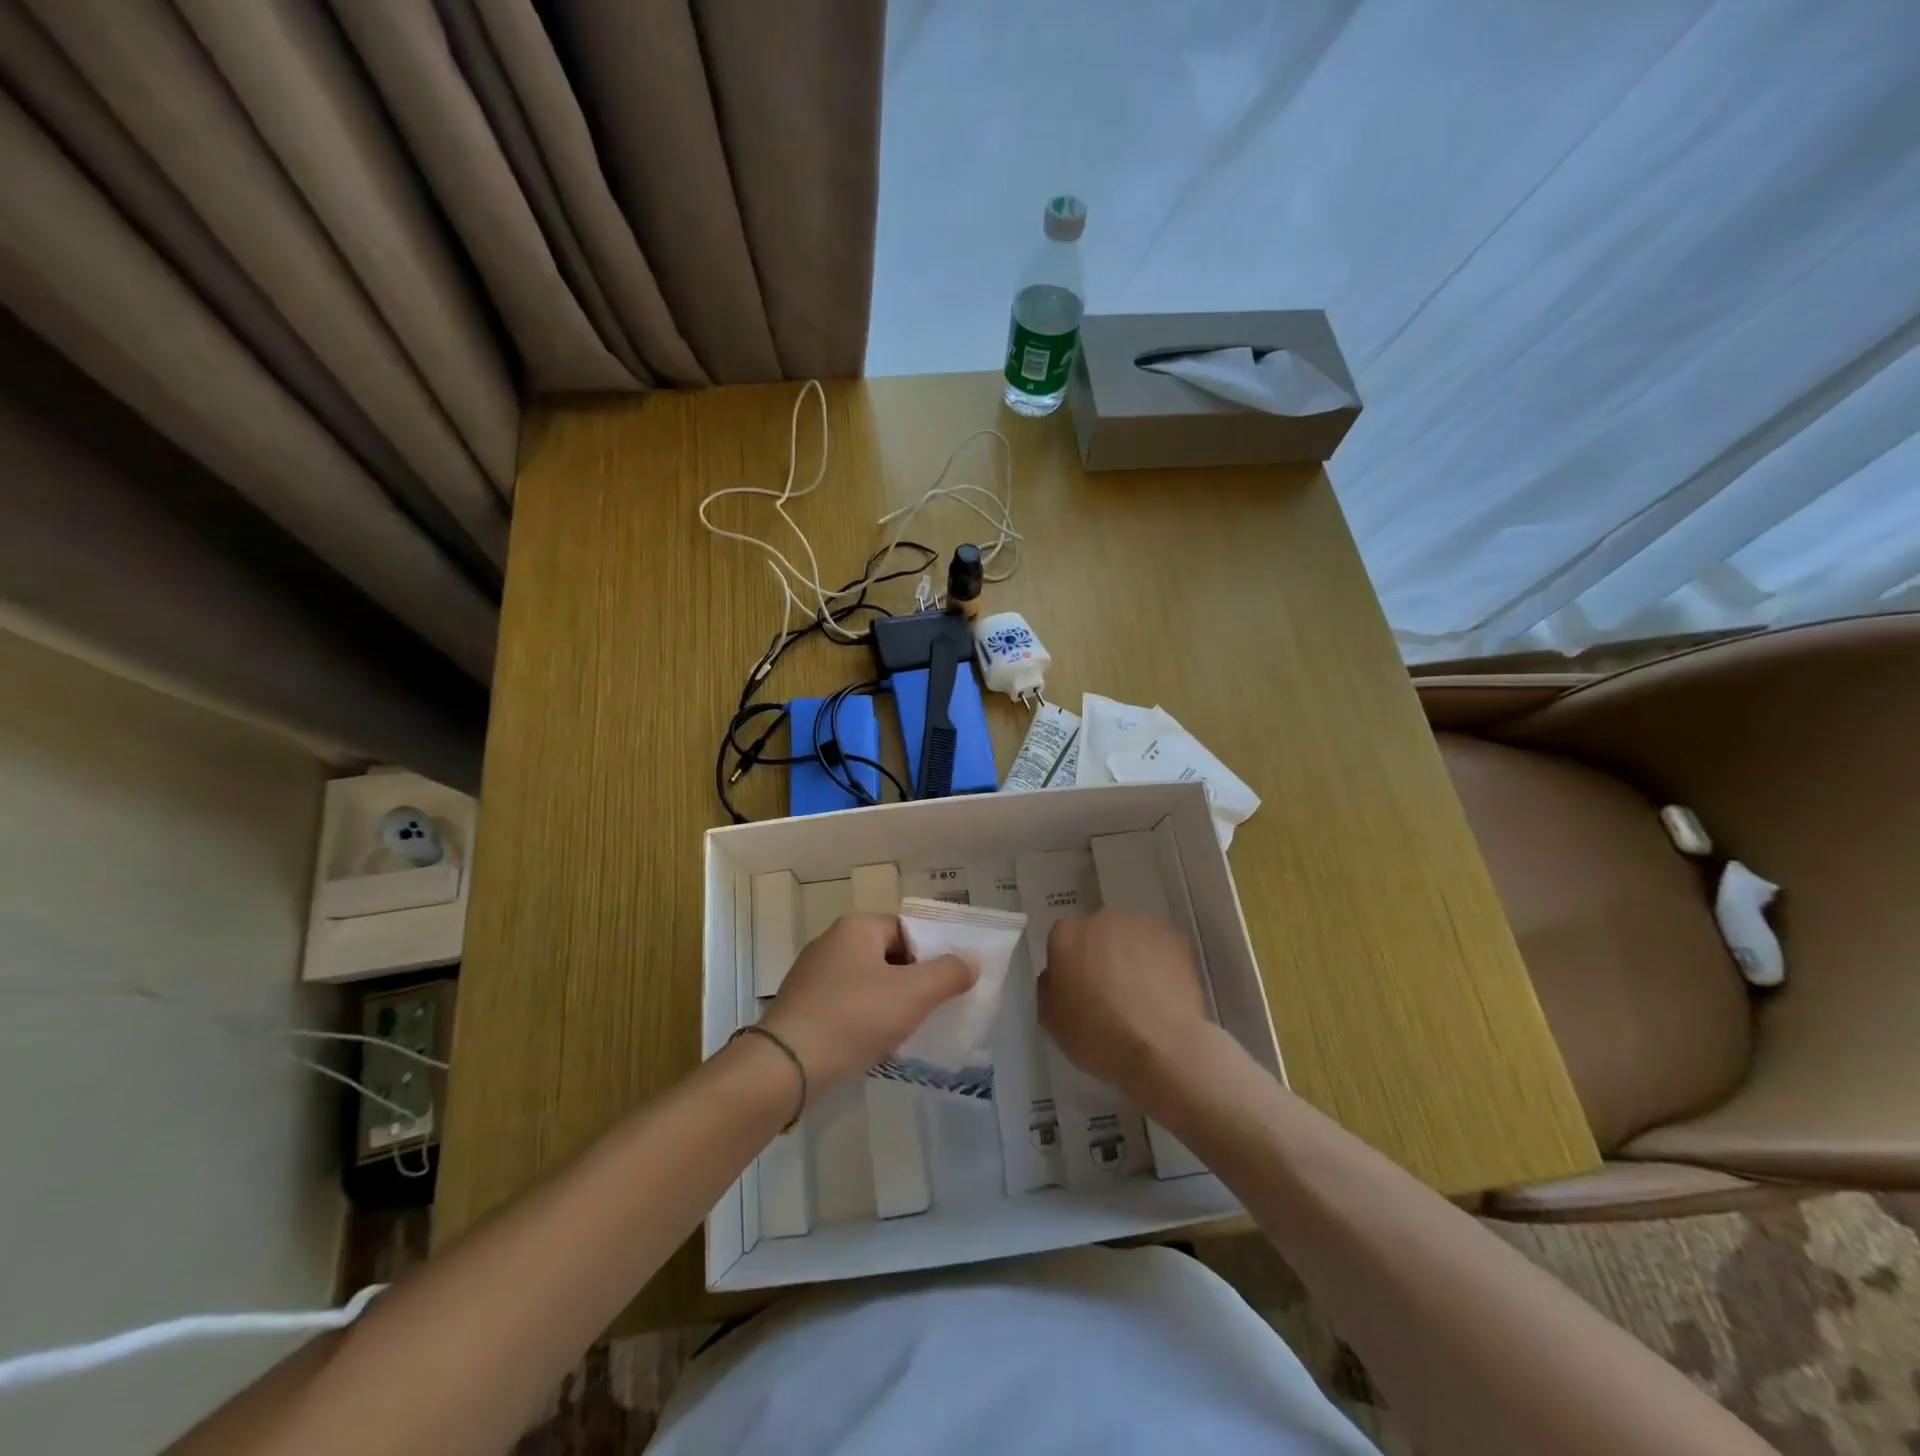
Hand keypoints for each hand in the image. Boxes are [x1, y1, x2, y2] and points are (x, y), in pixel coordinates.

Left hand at [759, 914, 975, 1092]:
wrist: (786, 1066)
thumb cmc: (854, 1018)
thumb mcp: (913, 994)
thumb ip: (949, 974)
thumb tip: (970, 961)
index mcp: (857, 927)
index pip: (907, 930)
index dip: (932, 955)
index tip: (949, 984)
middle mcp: (832, 942)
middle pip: (888, 955)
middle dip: (913, 981)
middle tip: (935, 1009)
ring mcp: (813, 975)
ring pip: (867, 983)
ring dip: (890, 1003)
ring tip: (909, 1031)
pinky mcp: (802, 1007)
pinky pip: (846, 1005)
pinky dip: (865, 1019)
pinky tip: (875, 1044)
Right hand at [1038, 909, 1214, 1108]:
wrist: (1163, 1050)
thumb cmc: (1098, 1037)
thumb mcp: (1051, 1020)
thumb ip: (1048, 987)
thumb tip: (1058, 975)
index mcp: (1066, 934)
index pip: (1062, 941)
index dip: (1069, 967)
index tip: (1077, 991)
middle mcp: (1102, 919)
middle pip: (1097, 934)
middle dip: (1100, 955)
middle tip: (1108, 992)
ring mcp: (1142, 925)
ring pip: (1129, 938)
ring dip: (1130, 956)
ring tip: (1141, 995)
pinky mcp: (1175, 938)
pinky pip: (1159, 947)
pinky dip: (1159, 963)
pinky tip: (1162, 993)